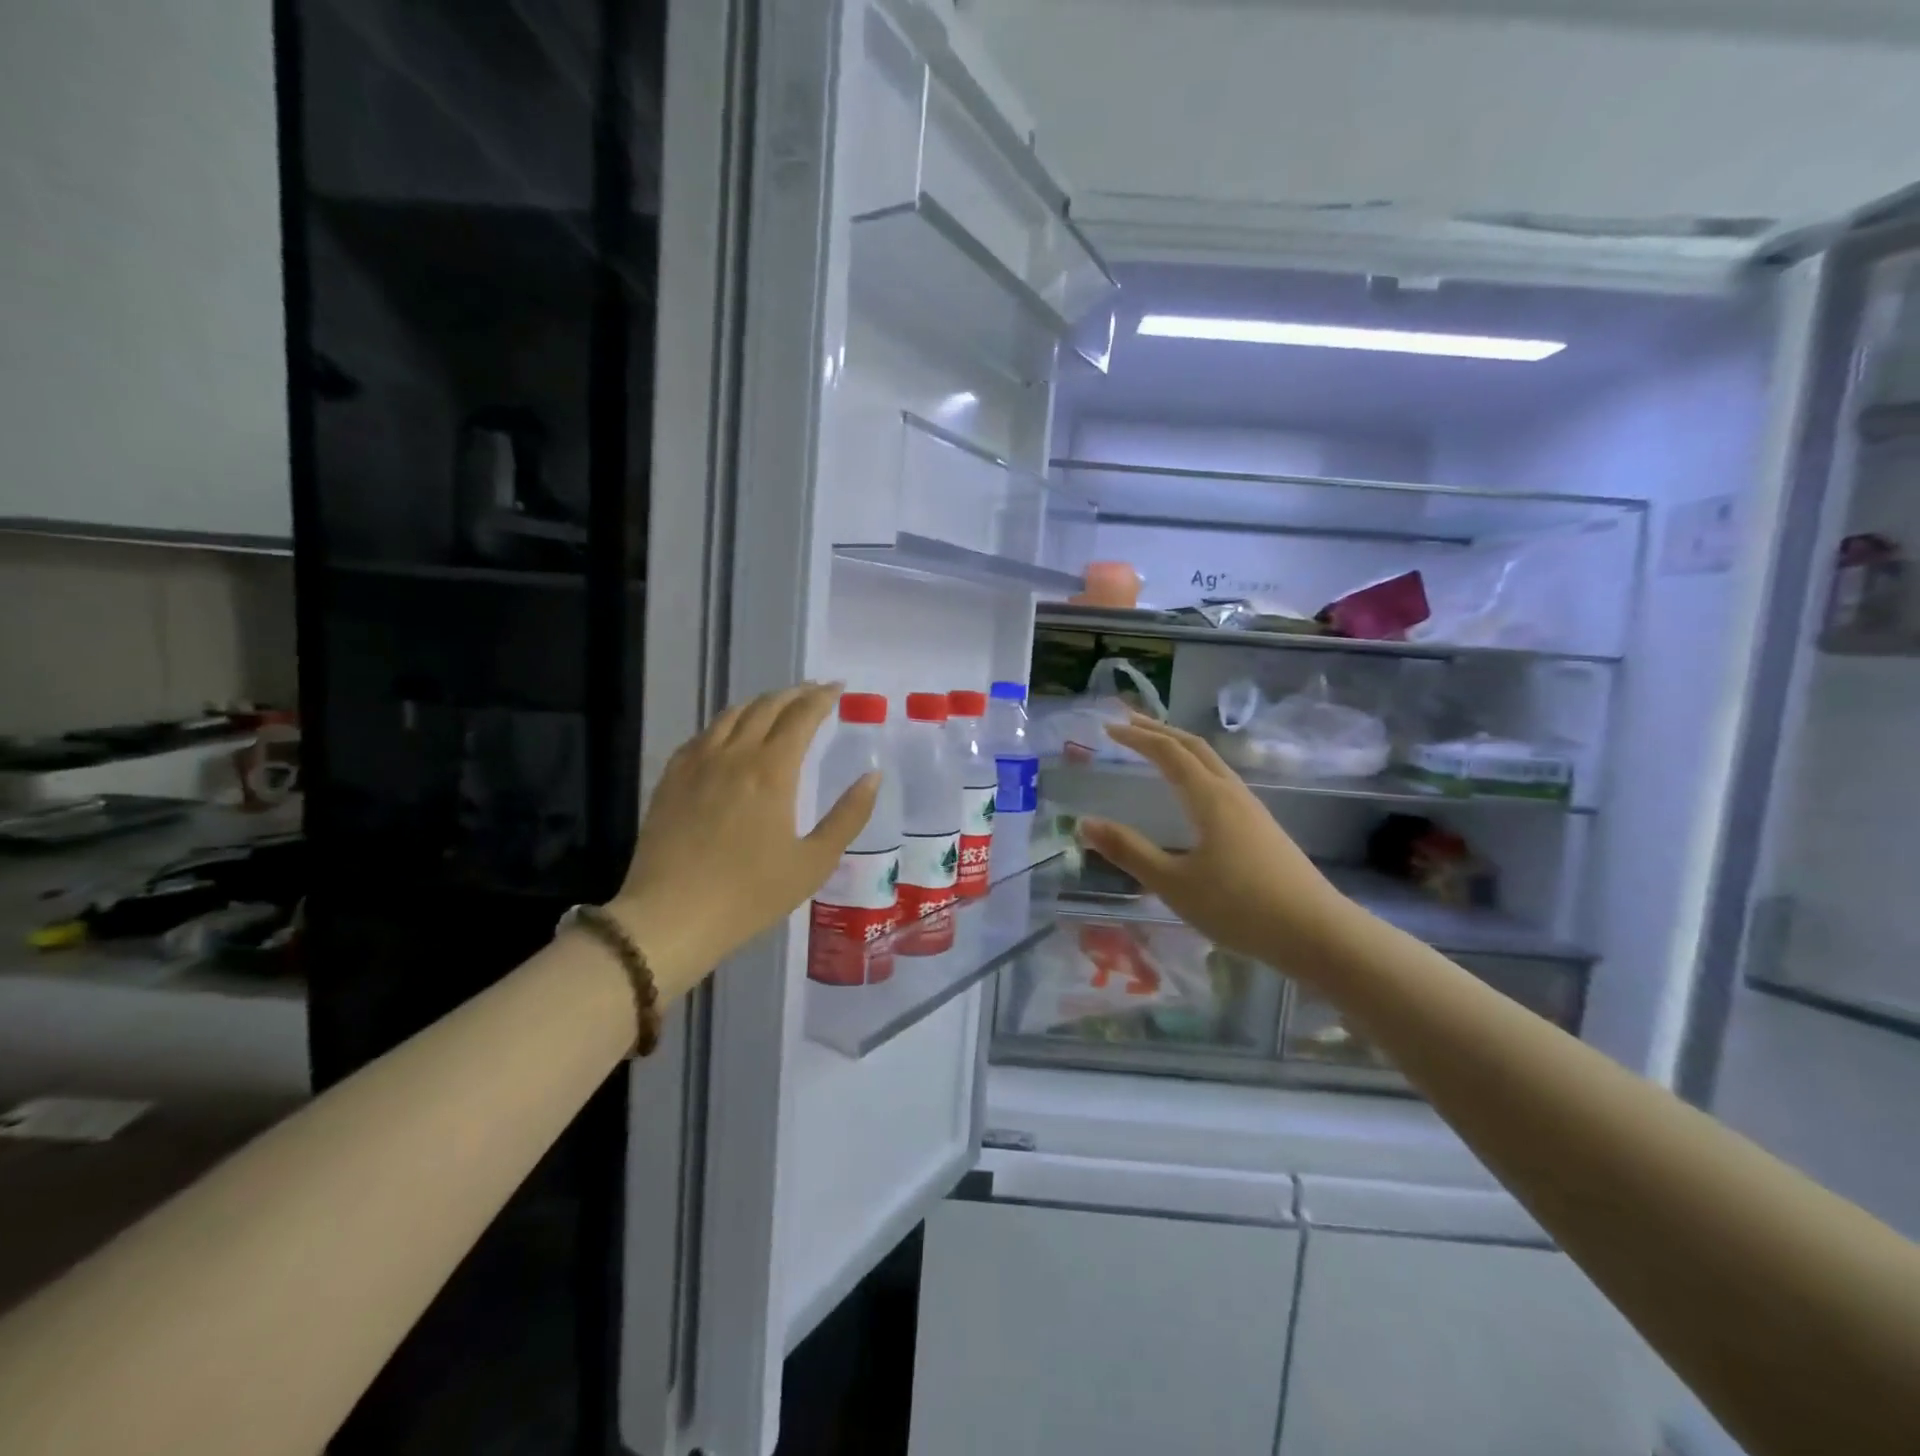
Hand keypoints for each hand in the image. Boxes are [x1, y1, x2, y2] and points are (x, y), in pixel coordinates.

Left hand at [612, 683, 877, 995]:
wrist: (670, 918)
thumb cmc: (751, 894)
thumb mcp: (814, 862)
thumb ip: (849, 815)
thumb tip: (873, 776)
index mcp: (772, 771)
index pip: (801, 716)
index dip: (822, 697)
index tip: (838, 688)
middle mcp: (733, 755)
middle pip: (766, 707)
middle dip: (795, 694)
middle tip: (815, 692)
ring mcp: (697, 764)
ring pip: (731, 715)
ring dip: (760, 703)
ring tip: (777, 706)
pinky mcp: (671, 779)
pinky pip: (702, 735)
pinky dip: (726, 724)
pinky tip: (729, 735)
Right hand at [1077, 715, 1351, 971]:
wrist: (1317, 933)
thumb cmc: (1239, 907)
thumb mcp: (1173, 883)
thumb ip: (1129, 851)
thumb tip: (1085, 823)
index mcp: (1210, 798)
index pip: (1168, 753)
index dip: (1137, 737)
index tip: (1109, 728)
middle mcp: (1232, 794)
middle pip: (1194, 747)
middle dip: (1159, 730)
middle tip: (1128, 721)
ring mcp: (1253, 810)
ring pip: (1212, 763)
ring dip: (1180, 748)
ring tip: (1156, 747)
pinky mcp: (1263, 828)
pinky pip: (1222, 781)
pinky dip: (1197, 769)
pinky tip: (1193, 792)